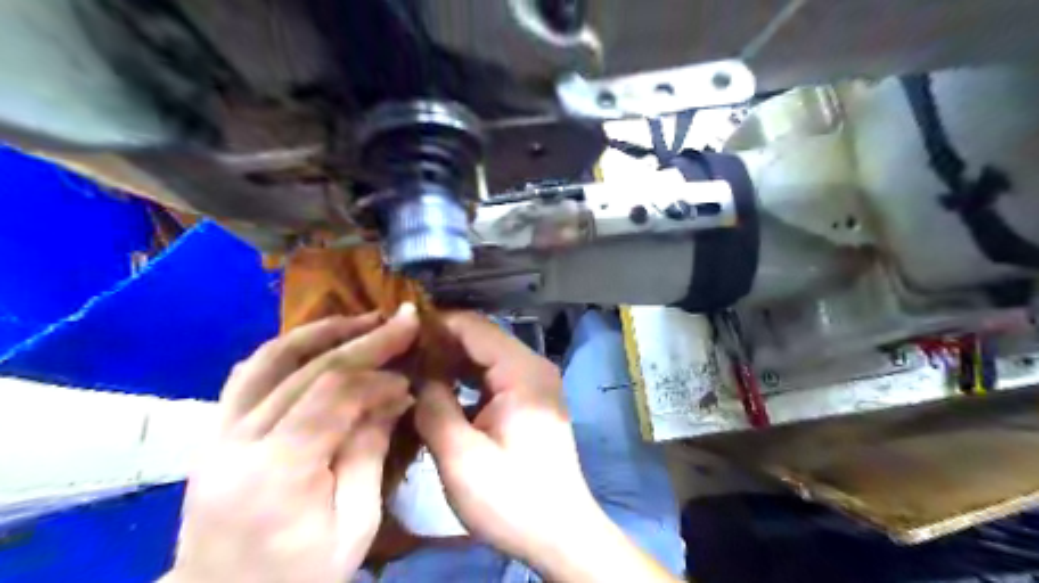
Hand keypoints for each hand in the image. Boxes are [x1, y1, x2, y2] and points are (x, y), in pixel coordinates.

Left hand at [164, 304, 418, 582]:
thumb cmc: (298, 577)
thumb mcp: (354, 525)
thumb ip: (370, 453)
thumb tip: (393, 396)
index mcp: (278, 473)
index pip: (333, 395)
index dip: (378, 377)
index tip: (410, 378)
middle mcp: (238, 441)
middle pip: (306, 369)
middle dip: (362, 339)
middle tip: (402, 319)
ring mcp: (217, 433)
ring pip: (269, 359)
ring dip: (321, 332)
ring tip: (363, 320)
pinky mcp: (214, 432)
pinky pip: (250, 373)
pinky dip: (289, 349)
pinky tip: (319, 342)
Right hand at [414, 314, 682, 581]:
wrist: (558, 534)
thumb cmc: (511, 498)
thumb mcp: (461, 456)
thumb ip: (433, 406)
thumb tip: (415, 375)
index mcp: (521, 371)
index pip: (473, 327)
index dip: (434, 326)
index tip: (396, 333)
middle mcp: (532, 366)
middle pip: (480, 338)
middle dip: (439, 343)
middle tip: (397, 354)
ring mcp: (533, 382)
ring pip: (485, 356)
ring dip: (450, 360)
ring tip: (410, 368)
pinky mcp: (529, 398)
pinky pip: (492, 375)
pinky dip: (464, 377)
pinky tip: (437, 388)